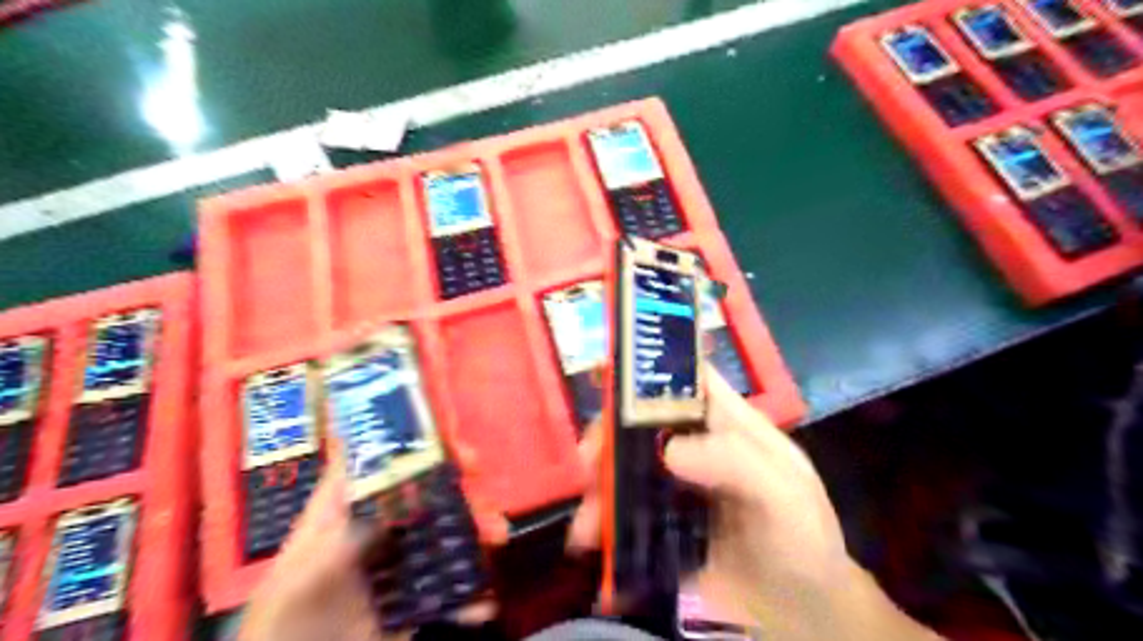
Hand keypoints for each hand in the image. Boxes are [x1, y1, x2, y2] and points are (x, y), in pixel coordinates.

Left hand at [238, 444, 501, 638]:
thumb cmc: (283, 623)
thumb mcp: (304, 577)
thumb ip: (346, 539)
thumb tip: (396, 505)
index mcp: (343, 515)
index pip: (379, 465)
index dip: (416, 447)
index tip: (454, 447)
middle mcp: (374, 533)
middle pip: (424, 496)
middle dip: (461, 490)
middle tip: (486, 495)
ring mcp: (394, 568)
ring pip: (443, 537)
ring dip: (476, 533)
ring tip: (499, 538)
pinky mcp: (408, 605)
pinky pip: (445, 594)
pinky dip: (468, 597)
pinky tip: (484, 604)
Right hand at [567, 368, 943, 639]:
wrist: (801, 616)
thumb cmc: (803, 540)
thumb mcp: (785, 495)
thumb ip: (738, 464)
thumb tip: (668, 450)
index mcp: (725, 423)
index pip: (684, 380)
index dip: (648, 369)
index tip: (604, 374)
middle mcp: (692, 448)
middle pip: (638, 424)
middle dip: (605, 439)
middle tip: (587, 469)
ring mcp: (671, 488)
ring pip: (622, 471)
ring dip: (597, 493)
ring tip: (584, 531)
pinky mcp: (658, 528)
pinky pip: (622, 518)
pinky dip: (602, 530)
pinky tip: (593, 552)